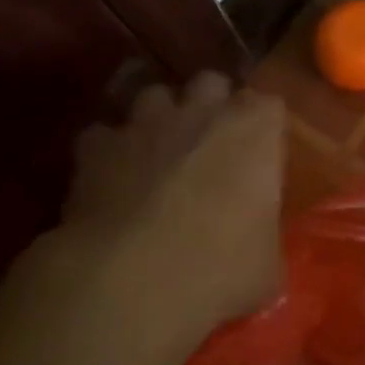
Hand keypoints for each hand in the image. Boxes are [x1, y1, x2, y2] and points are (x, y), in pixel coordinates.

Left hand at [65, 72, 287, 329]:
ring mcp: (145, 123)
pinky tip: (109, 178)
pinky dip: (107, 151)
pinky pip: (102, 135)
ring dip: (159, 118)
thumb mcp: (267, 264)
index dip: (263, 127)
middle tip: (210, 143)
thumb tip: (258, 244)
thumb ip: (265, 234)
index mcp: (256, 130)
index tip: (261, 154)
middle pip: (211, 82)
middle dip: (211, 104)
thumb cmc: (221, 269)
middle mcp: (202, 112)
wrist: (131, 282)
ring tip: (158, 152)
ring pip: (154, 94)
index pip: (269, 104)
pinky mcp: (96, 147)